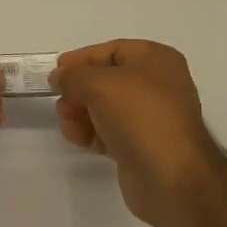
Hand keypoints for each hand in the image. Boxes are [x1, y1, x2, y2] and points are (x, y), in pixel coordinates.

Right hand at [51, 40, 218, 224]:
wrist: (170, 175)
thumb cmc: (139, 115)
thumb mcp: (98, 83)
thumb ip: (73, 76)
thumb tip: (61, 77)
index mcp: (156, 60)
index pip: (112, 51)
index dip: (82, 59)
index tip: (56, 71)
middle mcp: (158, 85)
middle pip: (107, 80)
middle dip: (79, 90)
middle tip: (60, 102)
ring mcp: (152, 117)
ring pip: (107, 108)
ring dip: (82, 113)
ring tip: (67, 123)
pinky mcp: (144, 146)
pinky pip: (111, 131)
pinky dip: (92, 132)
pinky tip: (78, 139)